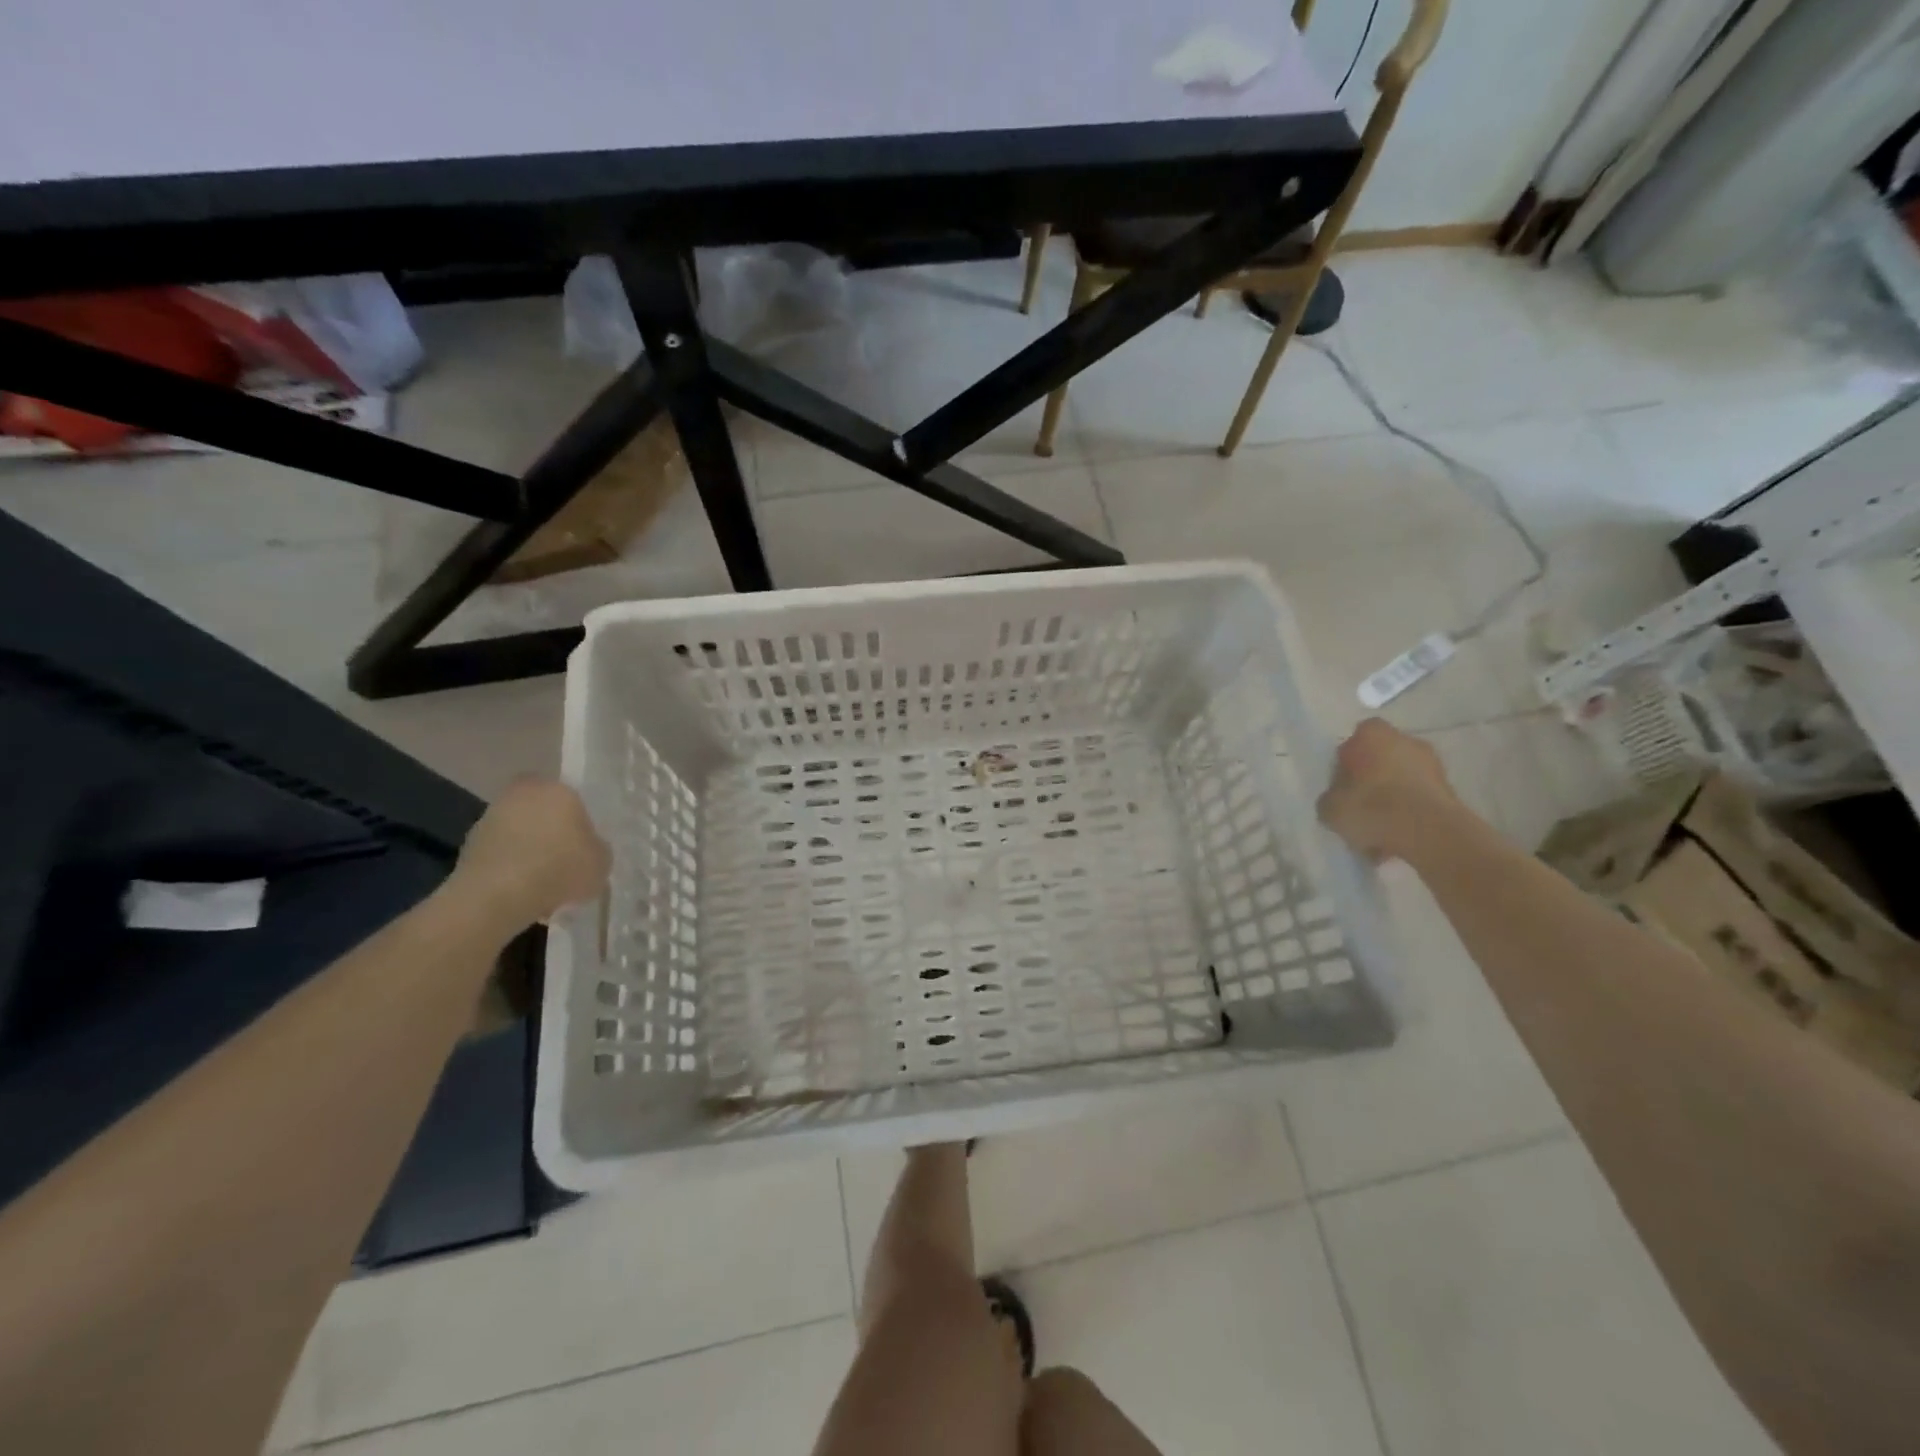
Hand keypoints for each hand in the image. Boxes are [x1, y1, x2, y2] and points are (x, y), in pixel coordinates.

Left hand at [453, 779, 610, 927]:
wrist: (496, 896)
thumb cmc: (559, 869)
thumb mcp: (602, 862)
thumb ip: (597, 849)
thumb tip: (588, 848)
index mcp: (559, 789)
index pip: (574, 800)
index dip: (580, 824)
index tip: (583, 848)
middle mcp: (522, 794)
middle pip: (544, 813)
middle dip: (552, 835)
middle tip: (564, 863)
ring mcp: (491, 817)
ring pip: (521, 833)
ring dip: (529, 852)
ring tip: (542, 884)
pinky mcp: (468, 844)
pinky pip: (501, 853)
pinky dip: (510, 868)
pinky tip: (521, 892)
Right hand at [1317, 718, 1462, 863]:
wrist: (1429, 833)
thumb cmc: (1372, 807)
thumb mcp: (1329, 807)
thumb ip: (1330, 798)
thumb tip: (1337, 799)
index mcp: (1372, 734)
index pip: (1351, 743)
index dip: (1344, 766)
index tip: (1341, 789)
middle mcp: (1405, 740)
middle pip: (1379, 761)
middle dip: (1369, 782)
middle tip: (1357, 810)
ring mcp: (1432, 764)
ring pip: (1400, 782)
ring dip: (1390, 801)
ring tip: (1377, 833)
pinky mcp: (1449, 790)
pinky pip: (1418, 800)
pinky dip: (1408, 815)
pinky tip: (1396, 839)